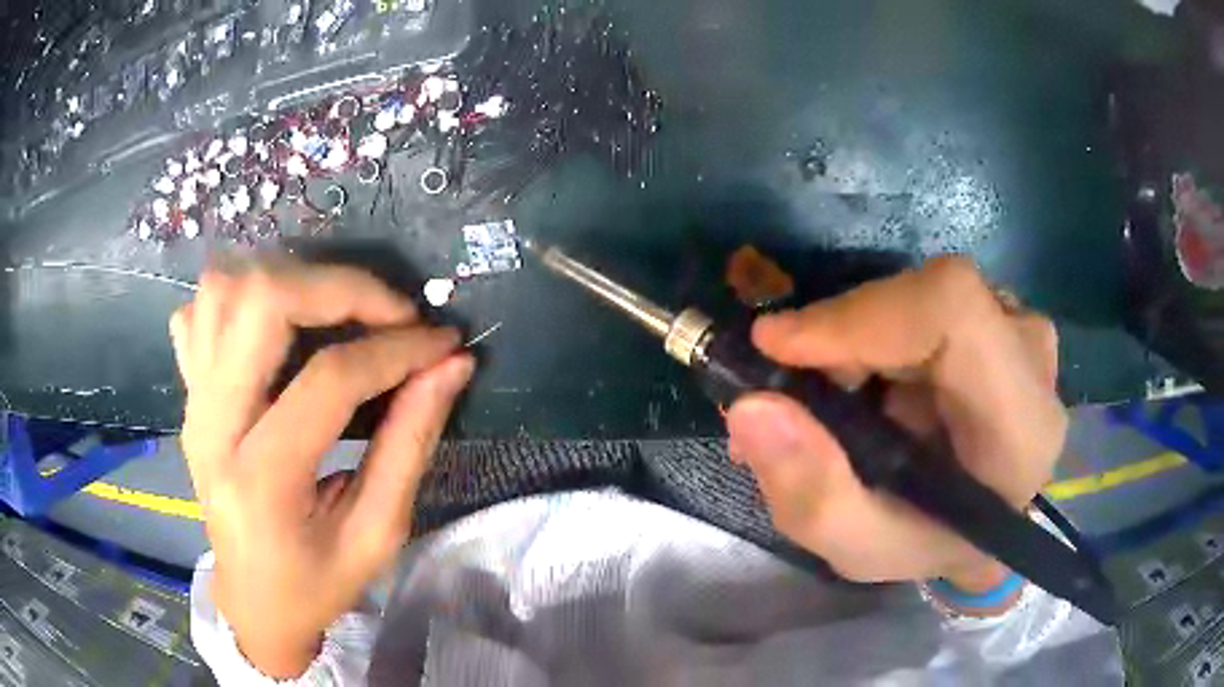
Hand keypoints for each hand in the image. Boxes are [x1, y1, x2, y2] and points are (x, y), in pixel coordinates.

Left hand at [170, 256, 473, 677]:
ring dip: (286, 280)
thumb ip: (410, 444)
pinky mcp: (188, 397)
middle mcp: (213, 427)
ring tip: (334, 308)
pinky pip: (199, 312)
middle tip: (388, 311)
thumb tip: (450, 366)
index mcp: (263, 481)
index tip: (442, 343)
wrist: (251, 603)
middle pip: (259, 303)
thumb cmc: (316, 585)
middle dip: (337, 287)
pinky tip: (273, 325)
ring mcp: (192, 405)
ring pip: (221, 290)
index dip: (396, 349)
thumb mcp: (377, 534)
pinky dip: (239, 297)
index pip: (328, 380)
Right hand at [726, 257, 1064, 602]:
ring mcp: (1020, 328)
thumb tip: (753, 406)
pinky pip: (923, 300)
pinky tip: (865, 385)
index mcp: (1020, 426)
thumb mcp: (861, 548)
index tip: (777, 347)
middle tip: (795, 395)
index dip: (860, 314)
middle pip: (928, 299)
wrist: (980, 522)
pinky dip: (876, 333)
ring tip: (831, 403)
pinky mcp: (999, 315)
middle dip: (845, 337)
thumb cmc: (930, 543)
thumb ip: (812, 495)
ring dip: (857, 340)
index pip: (952, 312)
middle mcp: (1032, 359)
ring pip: (919, 295)